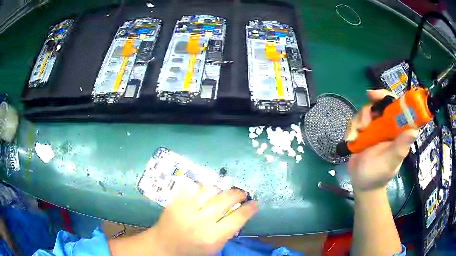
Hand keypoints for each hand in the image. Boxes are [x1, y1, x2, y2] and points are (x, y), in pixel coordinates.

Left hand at [149, 180, 258, 255]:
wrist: (163, 246)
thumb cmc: (192, 251)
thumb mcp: (215, 248)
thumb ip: (228, 232)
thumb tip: (240, 214)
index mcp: (213, 237)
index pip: (238, 218)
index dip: (250, 208)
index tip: (256, 202)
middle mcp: (201, 221)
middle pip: (225, 199)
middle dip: (238, 194)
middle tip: (242, 194)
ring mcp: (186, 209)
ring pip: (210, 190)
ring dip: (221, 190)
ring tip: (224, 193)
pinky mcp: (176, 201)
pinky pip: (194, 188)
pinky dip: (203, 189)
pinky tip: (207, 193)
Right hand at [346, 89, 417, 191]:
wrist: (362, 184)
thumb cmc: (379, 174)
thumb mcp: (391, 161)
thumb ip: (400, 147)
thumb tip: (414, 131)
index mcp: (396, 130)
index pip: (395, 106)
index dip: (386, 97)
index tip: (374, 96)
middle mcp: (386, 126)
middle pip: (377, 105)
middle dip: (368, 111)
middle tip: (363, 122)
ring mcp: (373, 129)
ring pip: (364, 113)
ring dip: (358, 122)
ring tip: (355, 137)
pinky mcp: (362, 133)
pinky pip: (355, 122)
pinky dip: (351, 129)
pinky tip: (350, 140)